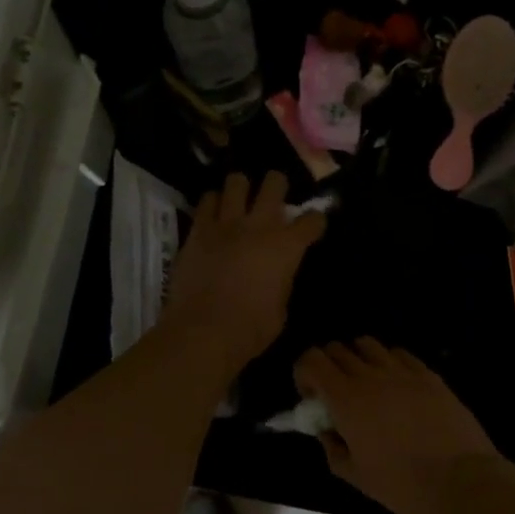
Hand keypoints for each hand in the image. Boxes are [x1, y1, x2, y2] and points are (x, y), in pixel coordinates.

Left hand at [161, 171, 324, 373]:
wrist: (204, 331)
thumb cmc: (251, 329)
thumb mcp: (281, 307)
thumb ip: (281, 281)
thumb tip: (276, 275)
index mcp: (287, 247)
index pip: (312, 219)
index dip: (315, 221)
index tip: (313, 225)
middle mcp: (259, 226)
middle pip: (274, 183)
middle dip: (278, 185)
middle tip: (274, 195)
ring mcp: (226, 224)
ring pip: (236, 182)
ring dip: (242, 188)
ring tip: (240, 199)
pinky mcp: (198, 230)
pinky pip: (207, 201)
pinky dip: (213, 203)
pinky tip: (214, 212)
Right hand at [294, 338, 511, 513]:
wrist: (461, 482)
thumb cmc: (402, 485)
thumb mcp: (355, 476)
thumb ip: (332, 447)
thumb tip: (327, 429)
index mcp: (346, 398)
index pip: (311, 359)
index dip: (304, 373)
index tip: (312, 397)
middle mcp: (370, 375)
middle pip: (336, 348)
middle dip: (328, 365)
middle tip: (336, 393)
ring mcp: (401, 371)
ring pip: (367, 344)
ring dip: (357, 359)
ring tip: (366, 384)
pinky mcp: (428, 374)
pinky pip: (399, 353)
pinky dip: (388, 362)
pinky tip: (396, 385)